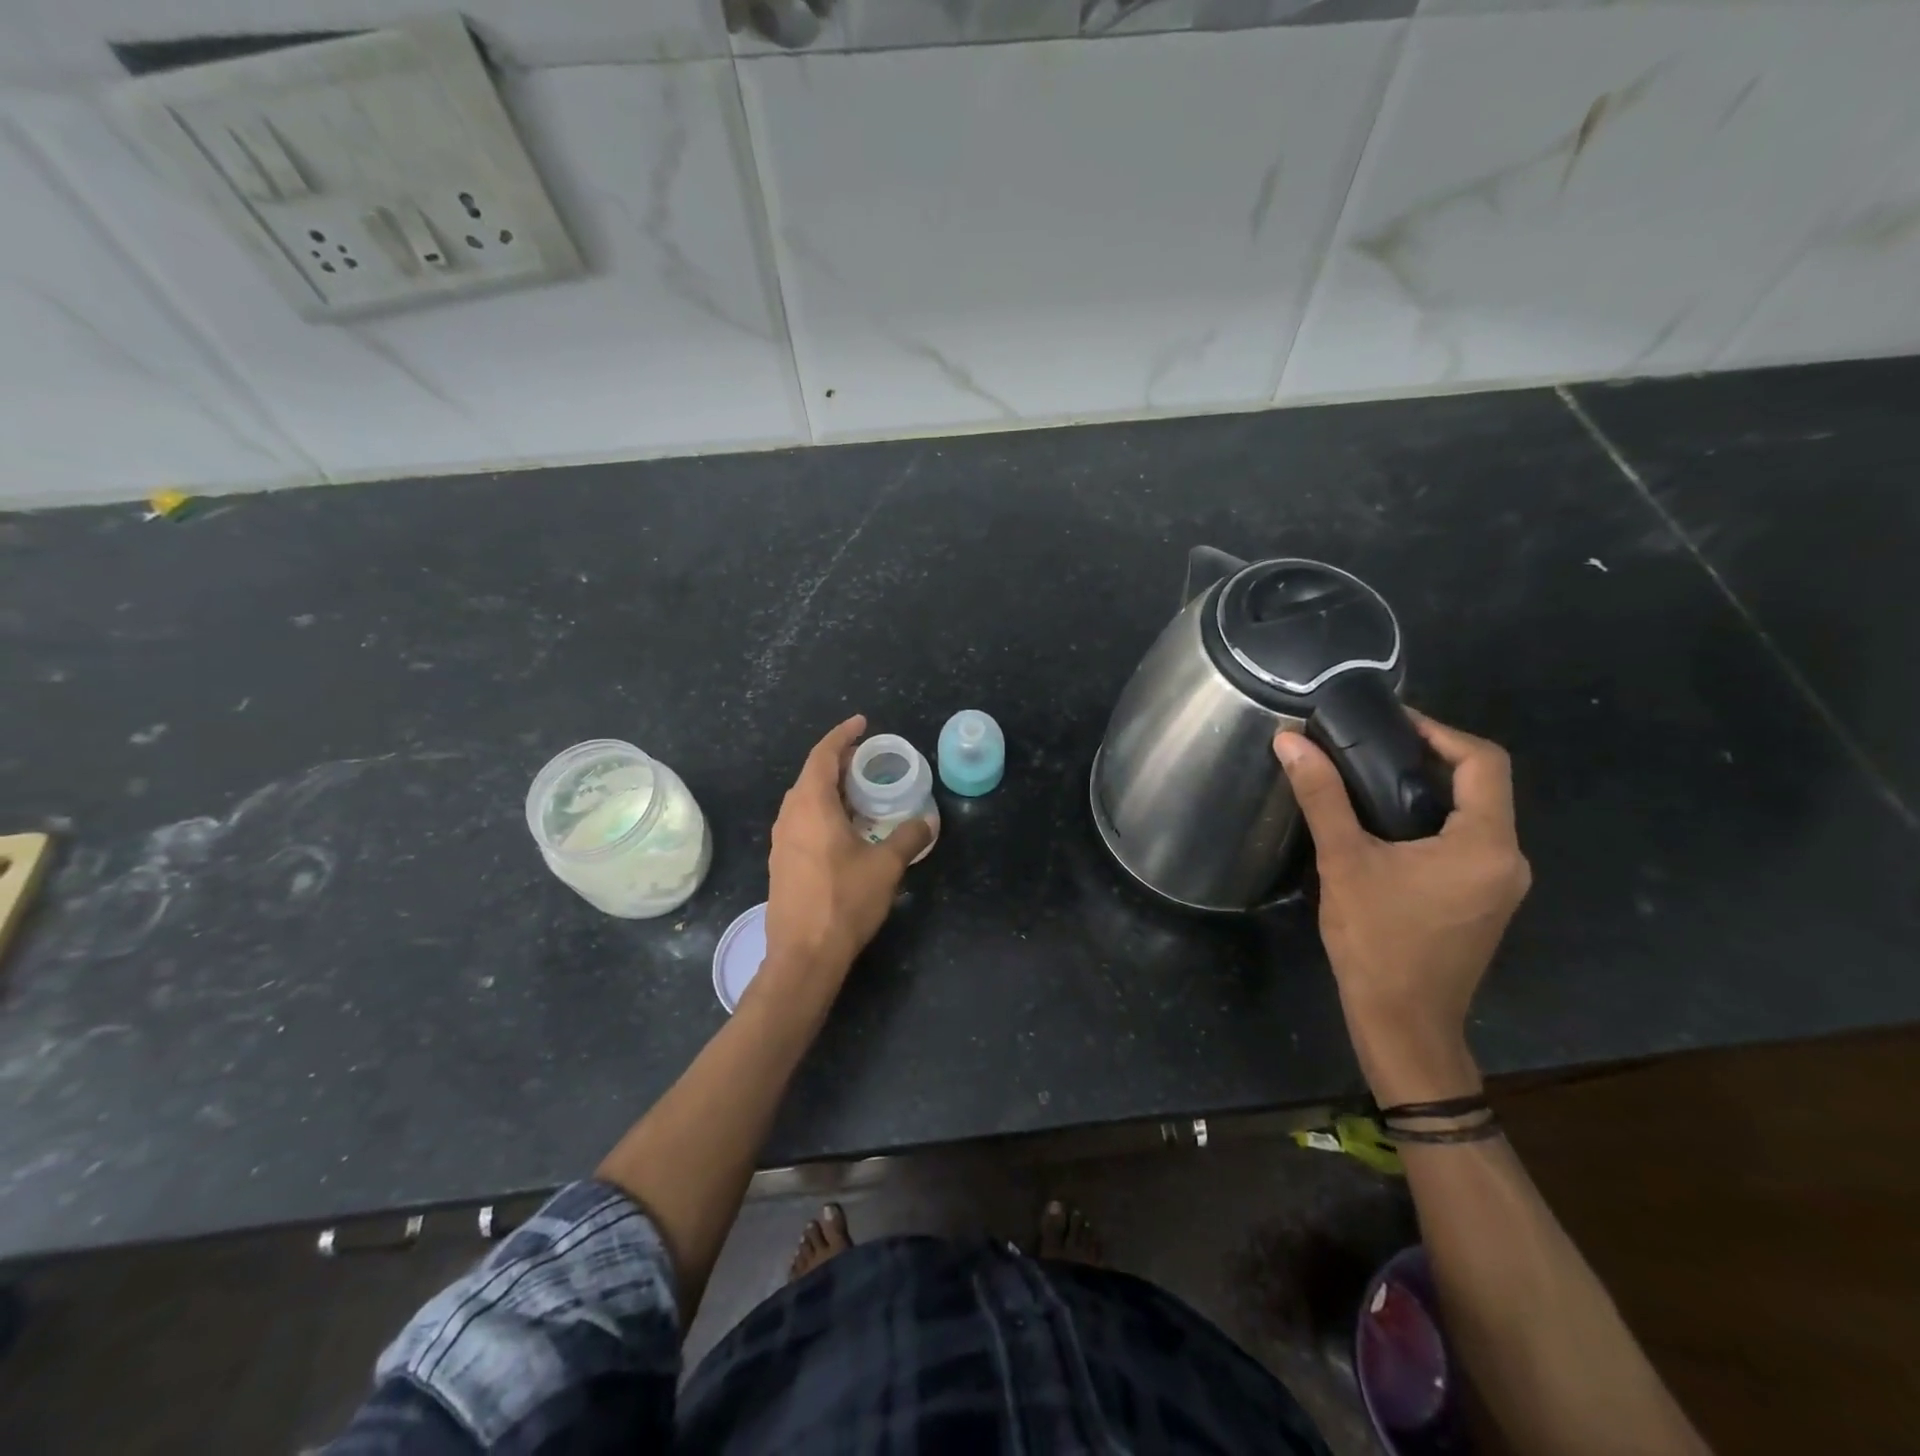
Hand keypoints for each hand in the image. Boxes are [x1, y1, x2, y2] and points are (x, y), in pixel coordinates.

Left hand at [764, 715, 931, 981]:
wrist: (804, 955)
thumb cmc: (844, 902)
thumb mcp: (886, 867)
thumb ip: (908, 838)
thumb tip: (927, 822)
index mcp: (811, 806)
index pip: (823, 756)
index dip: (842, 735)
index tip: (862, 723)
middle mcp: (790, 816)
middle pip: (811, 775)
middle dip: (839, 762)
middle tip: (868, 759)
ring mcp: (782, 841)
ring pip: (805, 800)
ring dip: (830, 788)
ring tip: (860, 791)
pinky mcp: (783, 862)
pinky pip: (802, 821)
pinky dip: (823, 811)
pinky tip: (845, 828)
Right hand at [1273, 712, 1530, 1103]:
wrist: (1402, 1022)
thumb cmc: (1377, 940)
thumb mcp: (1344, 861)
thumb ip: (1322, 796)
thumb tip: (1290, 741)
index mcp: (1485, 844)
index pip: (1484, 762)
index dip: (1439, 731)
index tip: (1389, 721)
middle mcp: (1508, 859)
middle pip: (1481, 786)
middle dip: (1428, 757)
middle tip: (1369, 744)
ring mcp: (1501, 884)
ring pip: (1474, 815)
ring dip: (1428, 790)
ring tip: (1370, 777)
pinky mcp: (1484, 902)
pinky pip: (1467, 843)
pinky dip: (1432, 821)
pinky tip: (1387, 825)